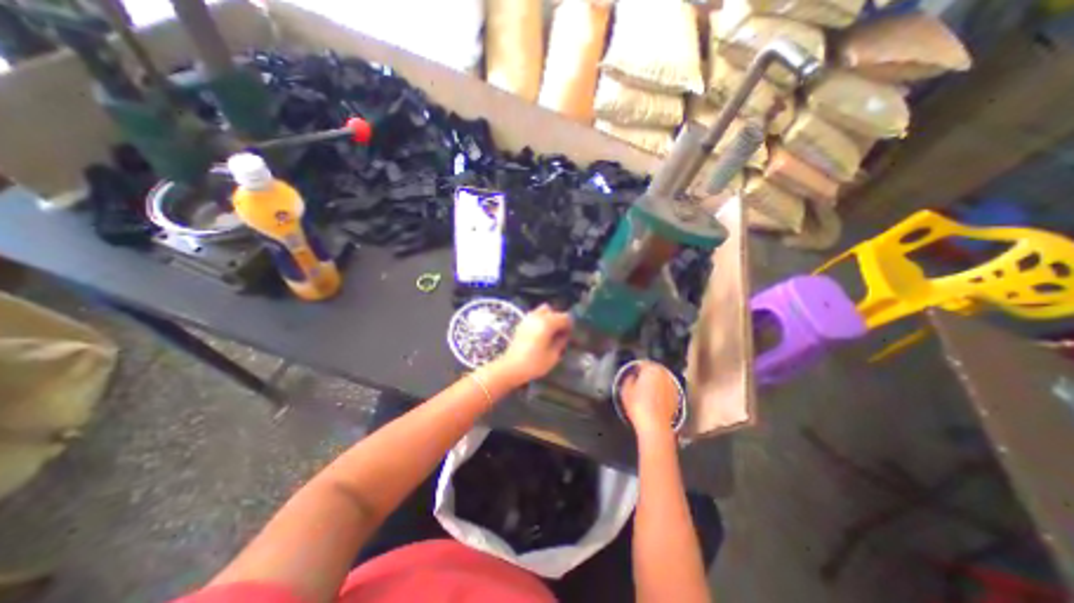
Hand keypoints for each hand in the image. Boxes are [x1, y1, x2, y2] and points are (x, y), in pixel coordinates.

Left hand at [492, 305, 573, 386]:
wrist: (511, 367)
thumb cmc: (534, 363)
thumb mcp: (554, 355)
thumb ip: (561, 342)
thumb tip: (564, 335)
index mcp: (548, 322)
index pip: (565, 317)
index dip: (570, 325)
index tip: (570, 335)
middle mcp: (538, 316)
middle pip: (554, 311)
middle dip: (559, 320)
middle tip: (561, 333)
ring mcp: (528, 318)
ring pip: (543, 311)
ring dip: (549, 318)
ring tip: (550, 332)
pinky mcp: (521, 323)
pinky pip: (535, 316)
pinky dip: (540, 321)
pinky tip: (540, 334)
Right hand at [623, 362, 678, 439]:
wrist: (655, 426)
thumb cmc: (639, 406)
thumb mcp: (625, 390)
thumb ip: (628, 379)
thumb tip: (630, 377)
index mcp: (652, 369)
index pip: (643, 363)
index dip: (636, 368)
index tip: (632, 373)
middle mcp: (665, 375)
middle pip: (654, 371)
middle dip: (646, 375)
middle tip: (637, 382)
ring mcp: (672, 386)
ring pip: (661, 381)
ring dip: (655, 384)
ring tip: (645, 392)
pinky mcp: (677, 398)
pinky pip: (666, 391)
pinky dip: (661, 393)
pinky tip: (653, 401)